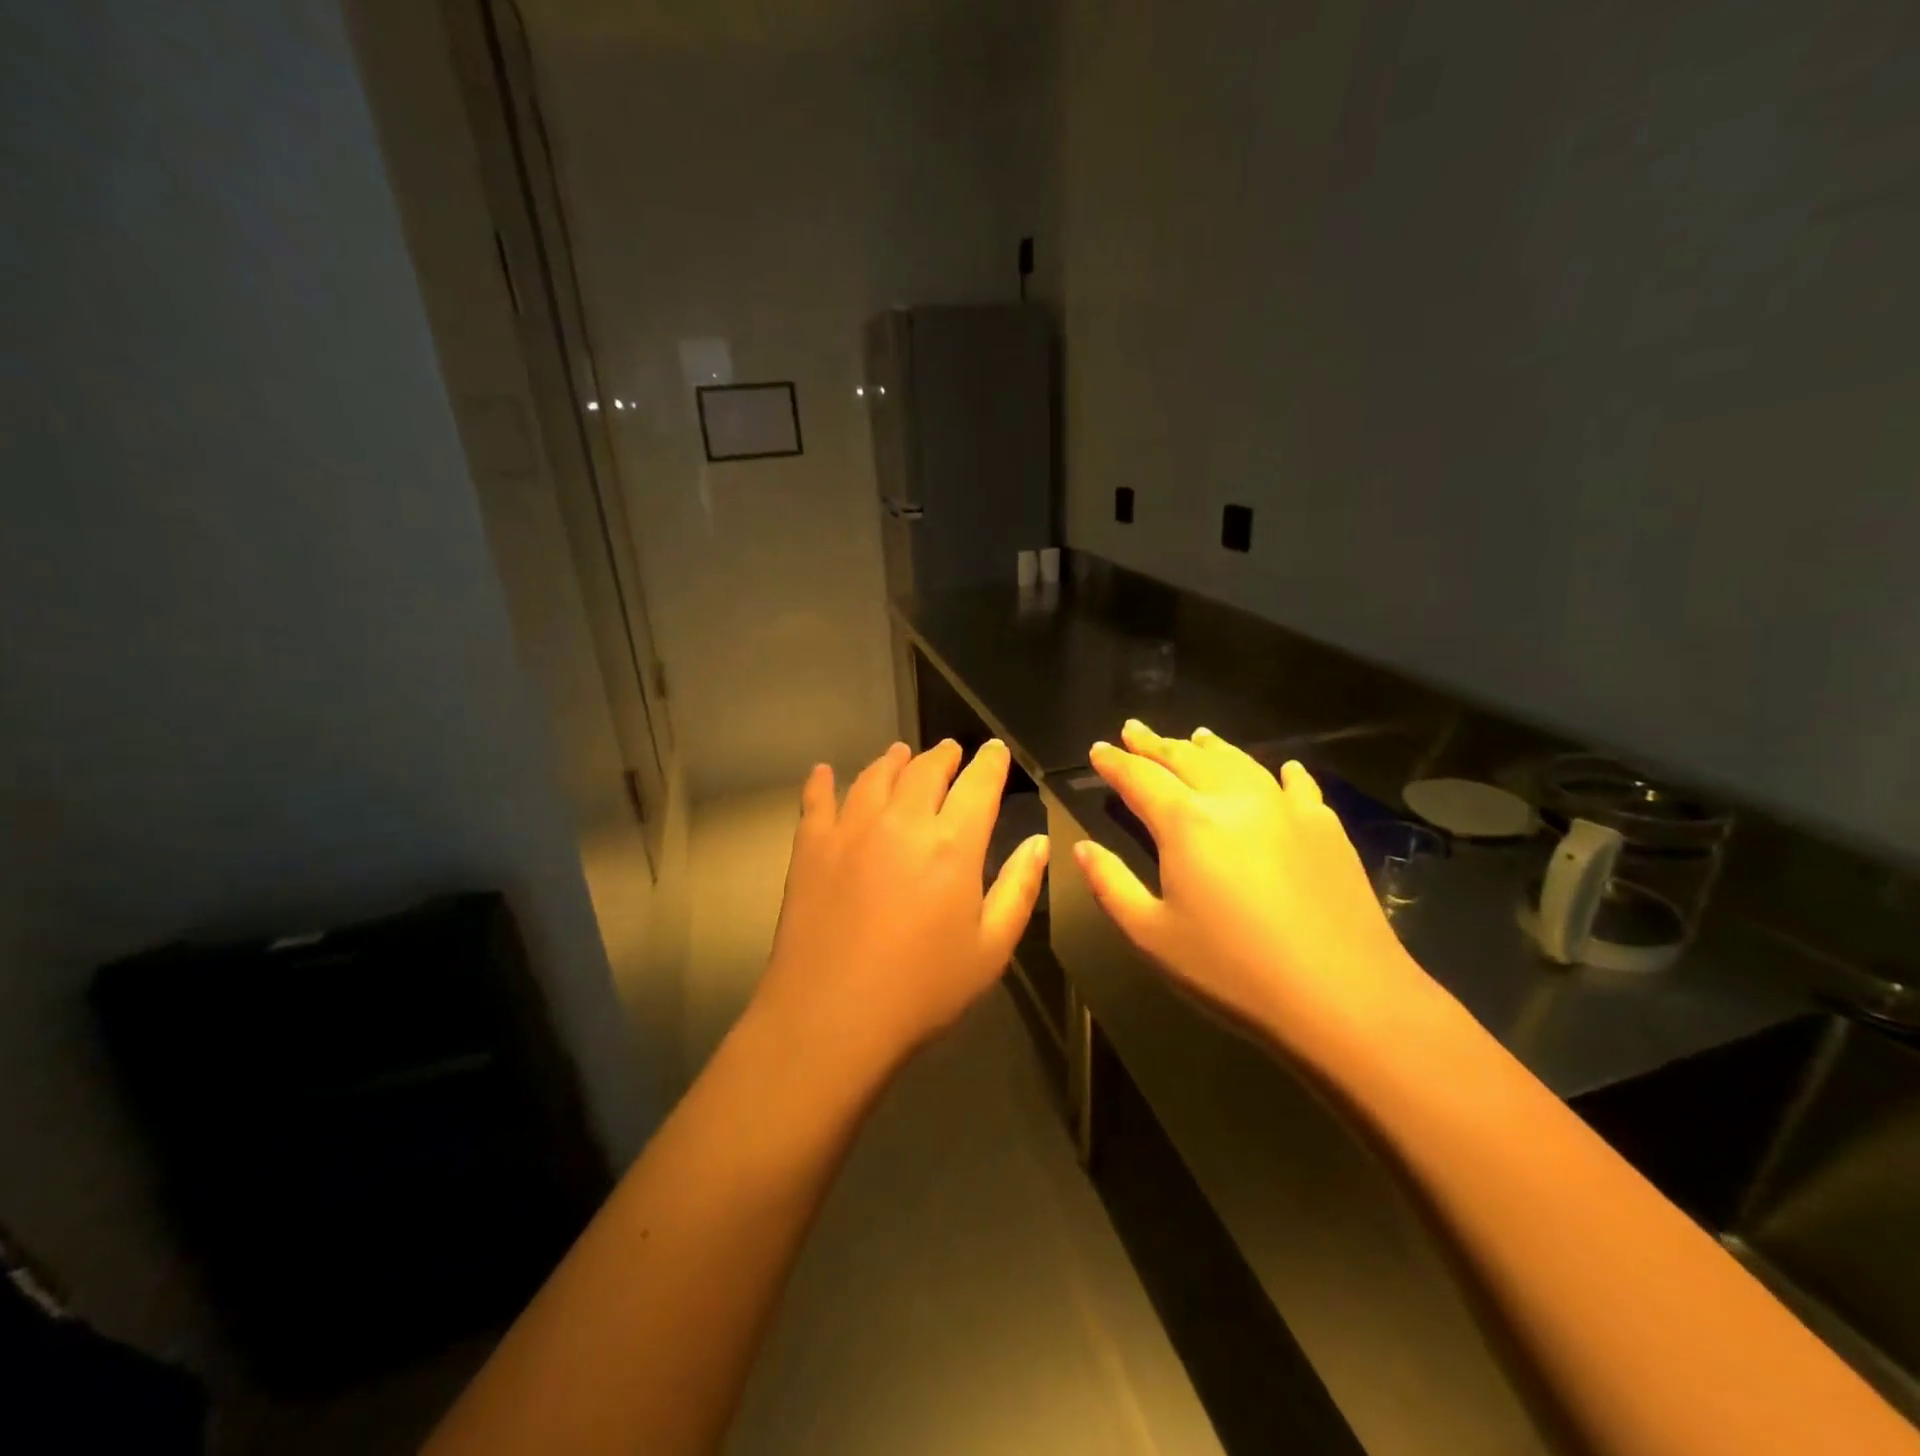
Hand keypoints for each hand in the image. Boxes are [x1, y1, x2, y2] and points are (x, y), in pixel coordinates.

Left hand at [752, 738, 1049, 1074]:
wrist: (830, 1018)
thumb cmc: (922, 990)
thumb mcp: (990, 949)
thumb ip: (1018, 888)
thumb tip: (1038, 842)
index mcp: (952, 844)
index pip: (979, 784)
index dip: (991, 762)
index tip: (995, 750)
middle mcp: (901, 821)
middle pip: (925, 770)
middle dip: (944, 756)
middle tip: (951, 751)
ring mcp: (850, 829)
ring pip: (875, 776)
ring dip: (893, 761)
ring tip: (900, 754)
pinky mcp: (811, 847)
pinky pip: (816, 800)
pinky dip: (822, 781)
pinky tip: (823, 772)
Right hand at [1074, 720, 1450, 1067]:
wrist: (1344, 998)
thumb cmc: (1232, 971)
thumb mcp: (1152, 936)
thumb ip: (1111, 885)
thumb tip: (1082, 849)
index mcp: (1186, 823)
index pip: (1140, 778)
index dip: (1115, 763)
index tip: (1098, 750)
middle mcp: (1233, 800)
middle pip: (1187, 759)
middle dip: (1155, 744)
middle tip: (1134, 730)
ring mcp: (1285, 809)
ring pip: (1239, 763)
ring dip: (1210, 748)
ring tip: (1194, 737)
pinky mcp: (1325, 828)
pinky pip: (1298, 786)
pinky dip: (1281, 773)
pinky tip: (1283, 769)